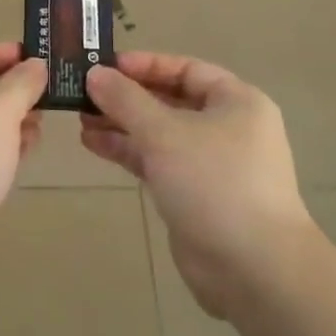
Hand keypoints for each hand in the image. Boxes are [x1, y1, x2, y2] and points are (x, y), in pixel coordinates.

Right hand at [81, 52, 315, 317]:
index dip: (145, 65)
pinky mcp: (196, 195)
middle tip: (84, 92)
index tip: (105, 66)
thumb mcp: (164, 133)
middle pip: (170, 101)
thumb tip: (96, 73)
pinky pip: (158, 162)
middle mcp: (228, 127)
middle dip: (127, 97)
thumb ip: (126, 100)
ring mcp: (212, 164)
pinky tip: (94, 145)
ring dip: (122, 125)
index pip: (185, 69)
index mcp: (236, 102)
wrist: (253, 269)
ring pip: (161, 134)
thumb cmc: (214, 183)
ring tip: (81, 118)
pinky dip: (129, 152)